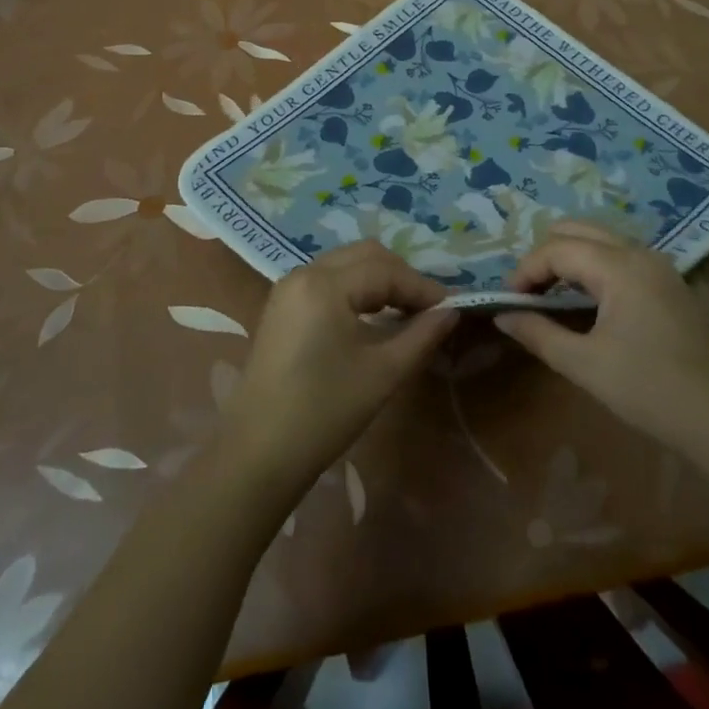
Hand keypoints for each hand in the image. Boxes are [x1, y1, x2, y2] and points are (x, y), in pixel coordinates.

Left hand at [219, 243, 456, 494]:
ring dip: (378, 279)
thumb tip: (451, 312)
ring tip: (405, 312)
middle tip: (427, 308)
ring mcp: (288, 287)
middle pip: (365, 255)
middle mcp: (304, 273)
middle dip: (400, 275)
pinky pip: (328, 279)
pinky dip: (356, 288)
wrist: (257, 454)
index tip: (450, 307)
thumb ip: (421, 336)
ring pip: (346, 263)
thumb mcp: (382, 373)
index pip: (385, 270)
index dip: (421, 287)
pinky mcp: (282, 306)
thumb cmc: (324, 412)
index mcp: (325, 284)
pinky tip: (372, 316)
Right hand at [495, 222, 708, 459]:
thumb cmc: (651, 391)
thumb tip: (503, 315)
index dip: (525, 270)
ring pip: (600, 240)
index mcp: (618, 265)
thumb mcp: (586, 365)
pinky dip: (593, 267)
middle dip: (546, 256)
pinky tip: (587, 302)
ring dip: (570, 259)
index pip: (557, 248)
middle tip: (529, 294)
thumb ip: (539, 333)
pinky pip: (620, 256)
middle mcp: (639, 252)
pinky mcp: (670, 283)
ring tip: (551, 297)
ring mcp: (659, 265)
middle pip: (578, 230)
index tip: (507, 300)